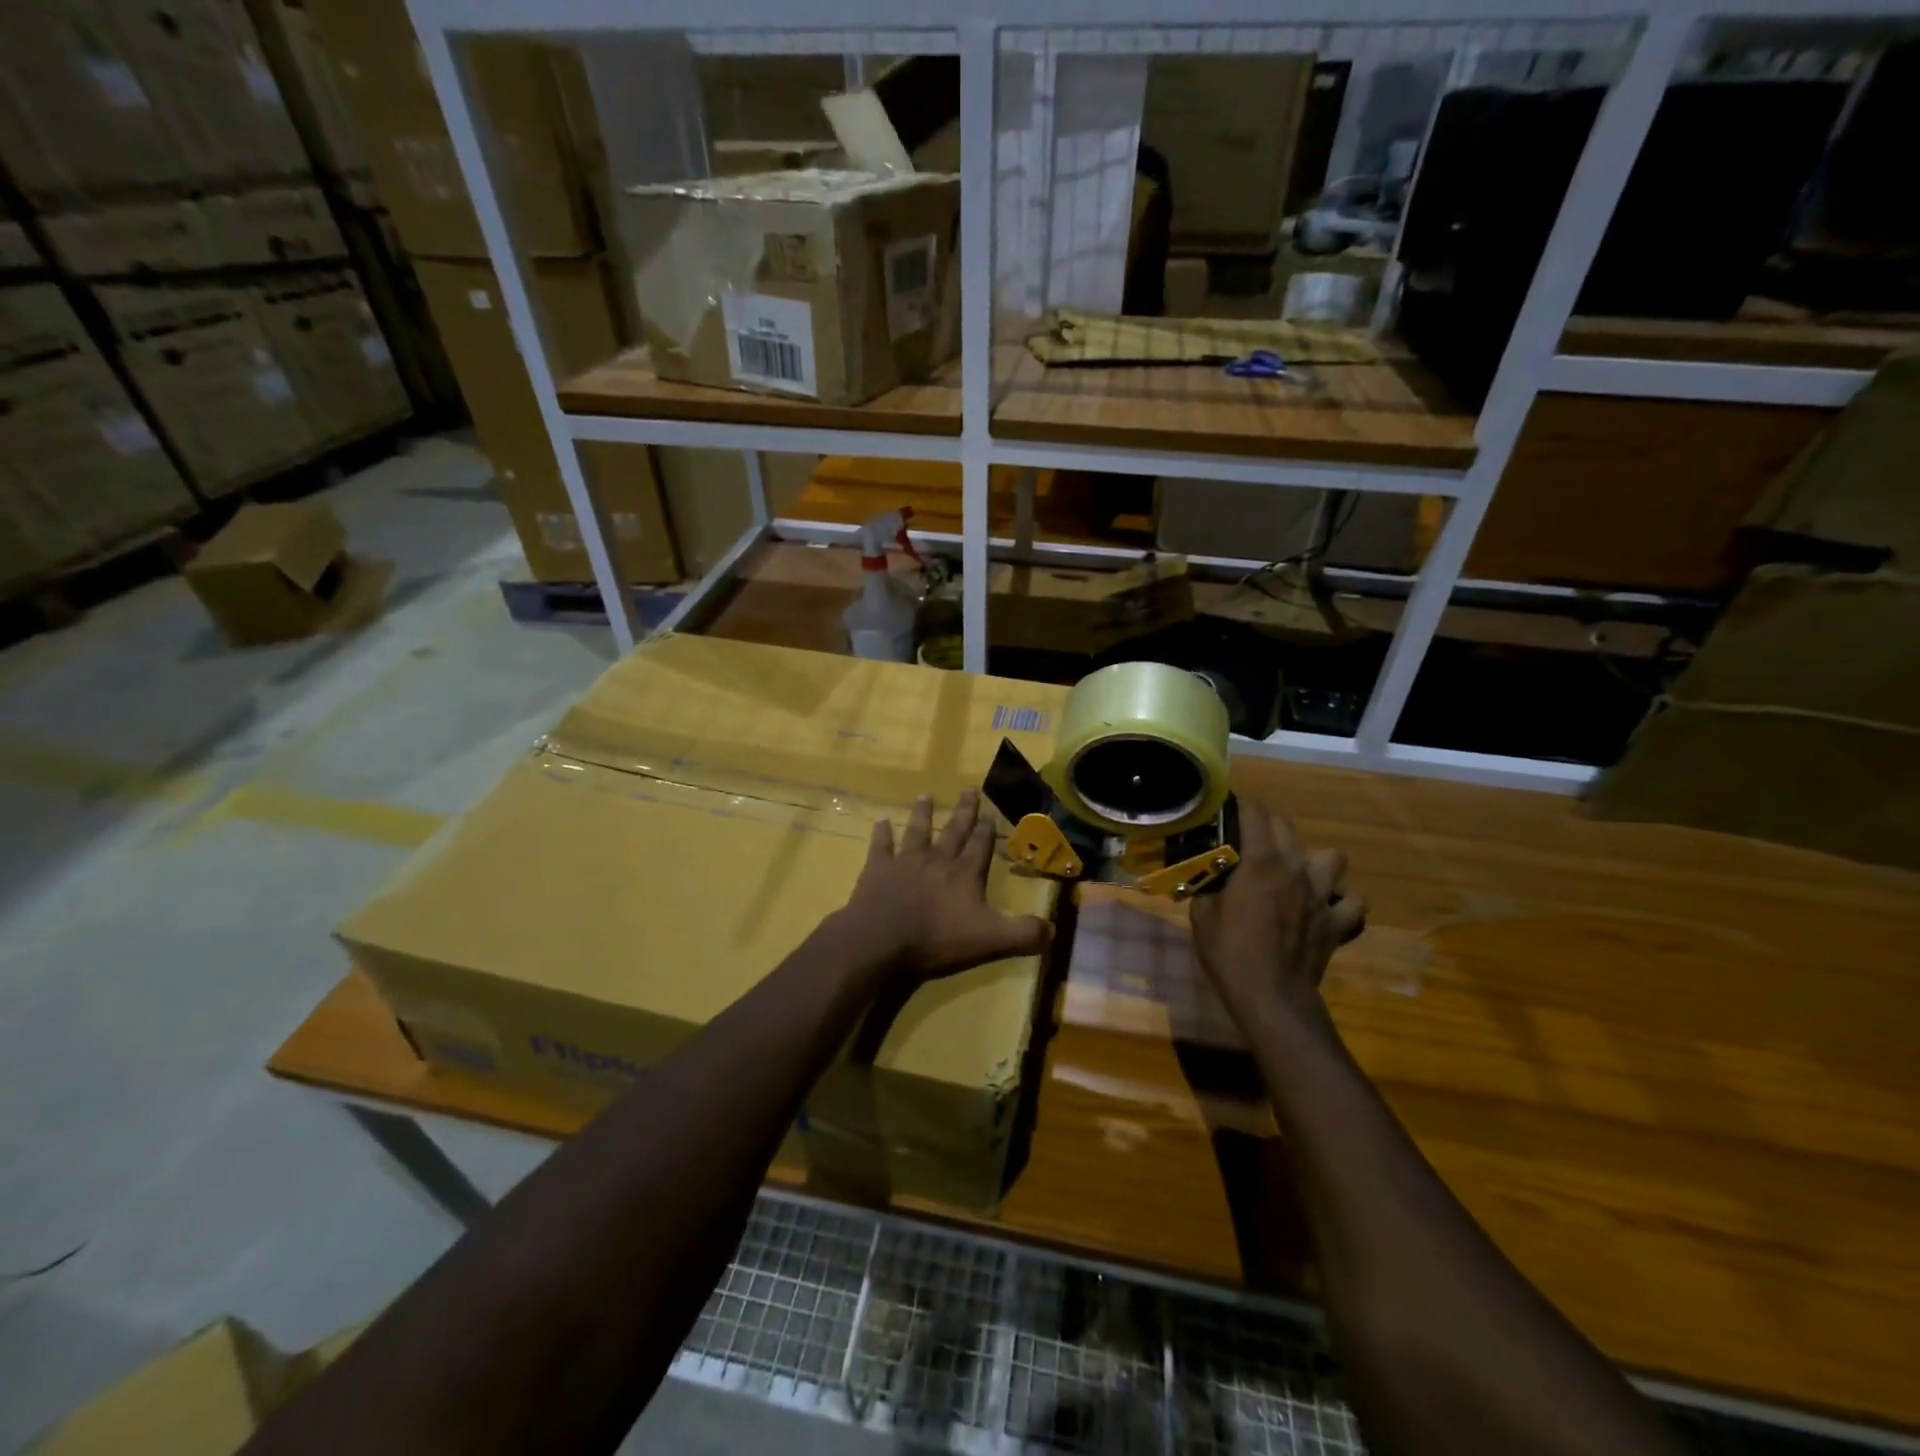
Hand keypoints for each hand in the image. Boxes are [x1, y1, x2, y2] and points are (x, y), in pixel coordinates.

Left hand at [842, 790, 1053, 979]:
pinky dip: (882, 834)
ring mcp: (905, 862)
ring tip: (925, 796)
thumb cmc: (938, 940)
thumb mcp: (991, 941)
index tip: (991, 811)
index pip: (981, 846)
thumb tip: (1053, 930)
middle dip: (963, 812)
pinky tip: (881, 821)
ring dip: (922, 814)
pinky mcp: (877, 870)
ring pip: (917, 832)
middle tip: (968, 790)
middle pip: (953, 831)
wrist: (881, 941)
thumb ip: (1024, 935)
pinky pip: (881, 847)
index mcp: (965, 874)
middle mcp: (937, 860)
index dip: (987, 829)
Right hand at [1189, 802, 1366, 1027]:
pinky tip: (1324, 907)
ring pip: (1332, 857)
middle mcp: (1296, 870)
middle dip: (1267, 824)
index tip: (1224, 810)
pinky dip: (1341, 901)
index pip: (1254, 813)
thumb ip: (1208, 886)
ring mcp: (1322, 896)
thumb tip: (1209, 874)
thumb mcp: (1202, 915)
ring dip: (1314, 860)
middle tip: (1249, 839)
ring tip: (1296, 874)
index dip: (1239, 806)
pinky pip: (1353, 902)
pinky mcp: (1338, 923)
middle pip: (1287, 826)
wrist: (1272, 999)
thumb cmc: (1230, 954)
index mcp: (1261, 863)